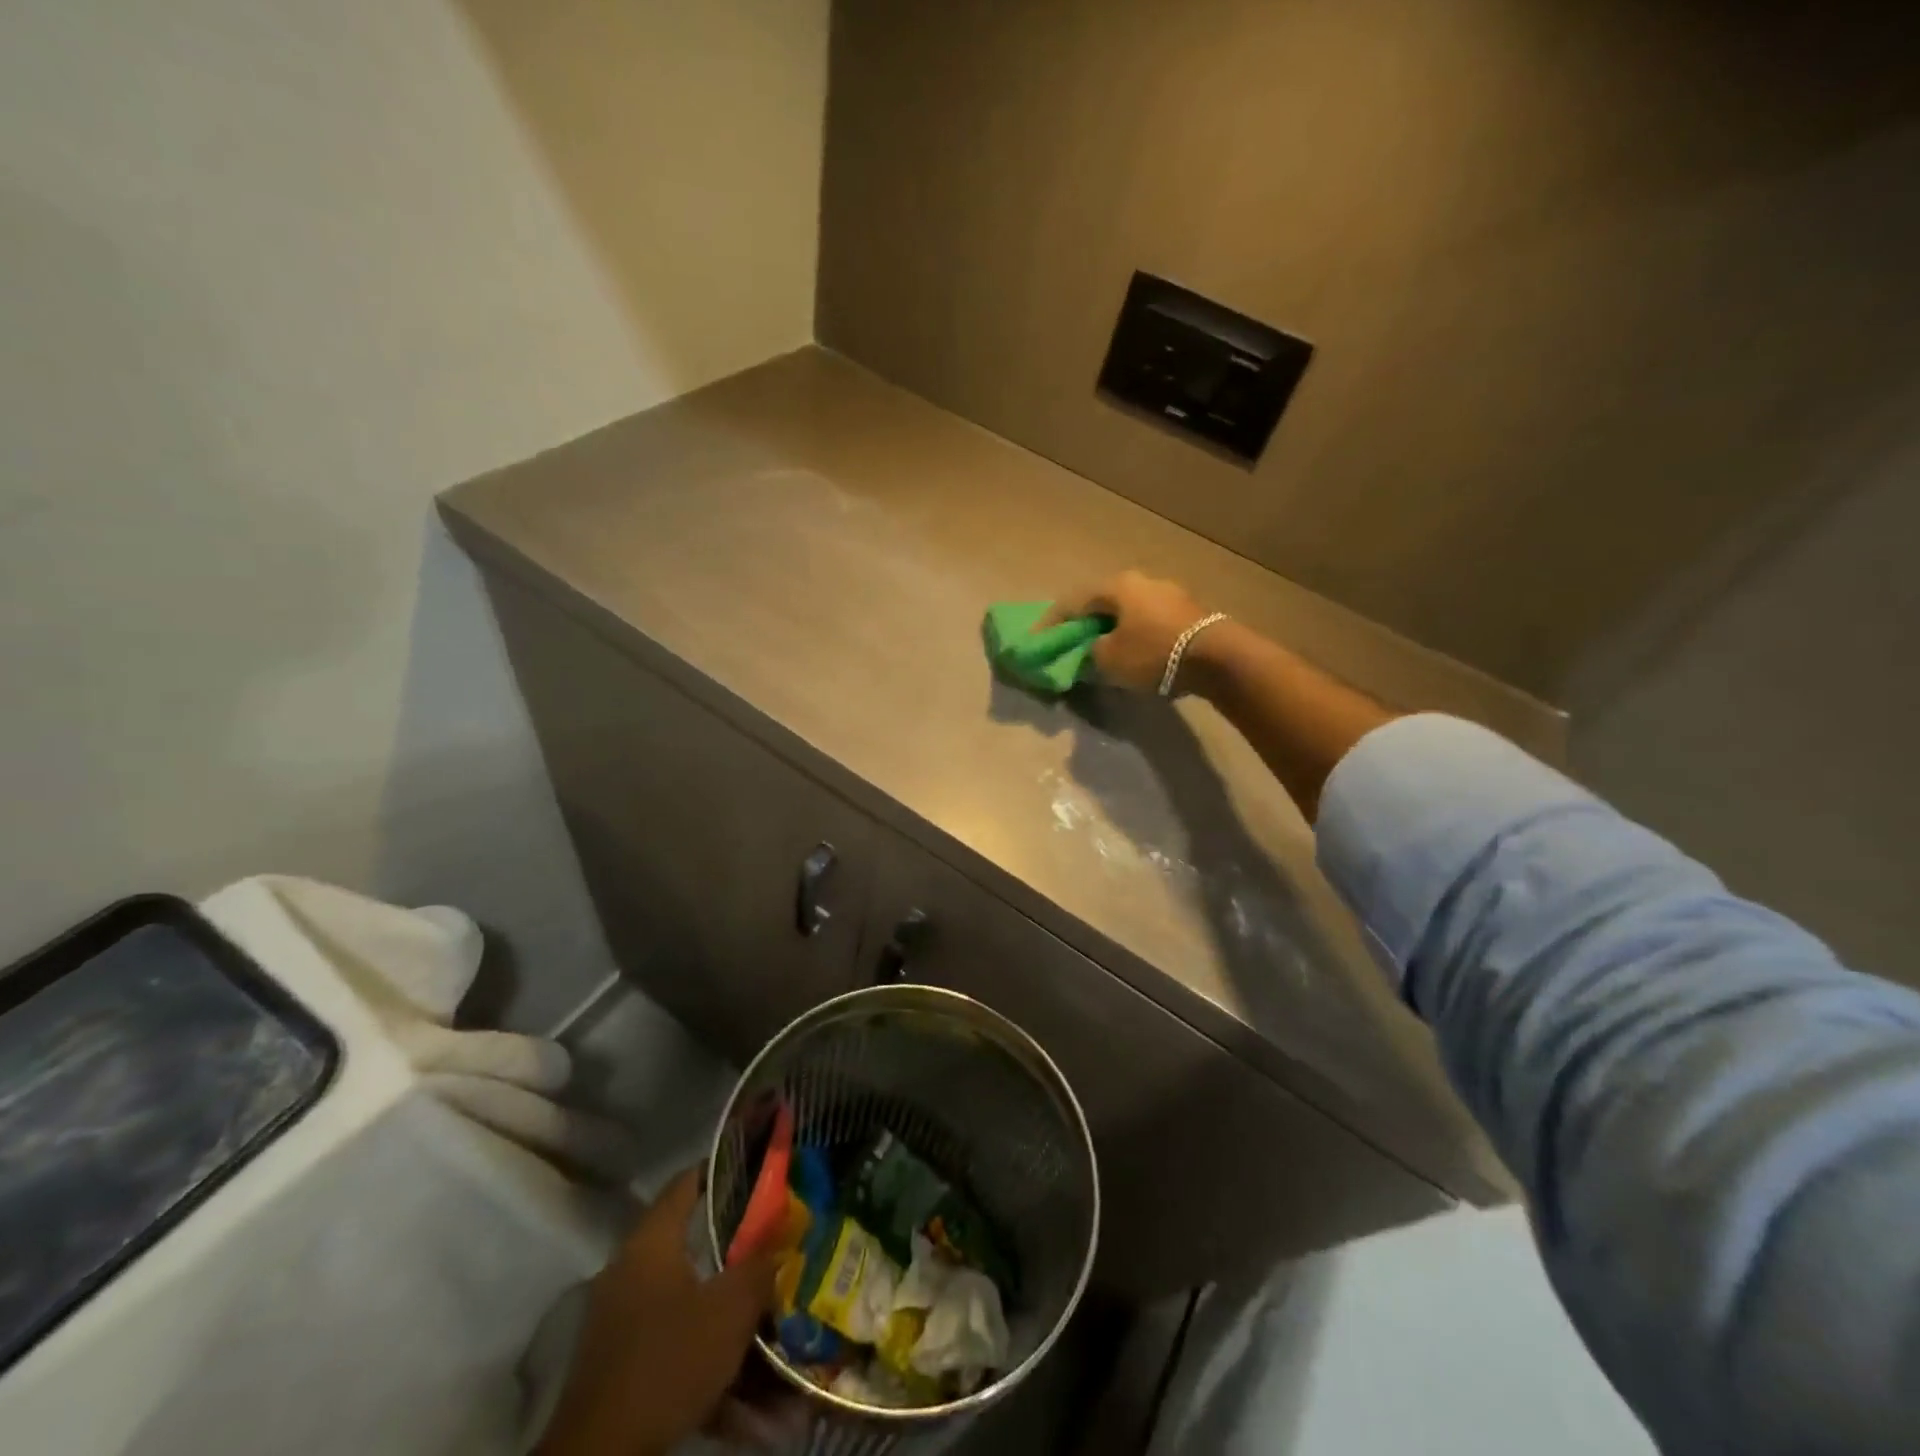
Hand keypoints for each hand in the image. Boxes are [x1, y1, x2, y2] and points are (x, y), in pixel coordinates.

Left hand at [539, 1168, 781, 1455]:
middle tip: (769, 1243)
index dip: (719, 1170)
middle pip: (688, 1241)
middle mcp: (629, 1268)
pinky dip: (702, 1347)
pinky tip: (736, 1381)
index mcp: (651, 1241)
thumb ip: (760, 1268)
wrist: (602, 1453)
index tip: (753, 1169)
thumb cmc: (668, 1358)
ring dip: (721, 1306)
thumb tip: (781, 1243)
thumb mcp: (730, 1309)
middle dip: (731, 1246)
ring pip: (684, 1295)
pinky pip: (671, 1337)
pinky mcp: (617, 1360)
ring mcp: (618, 1315)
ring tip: (761, 1318)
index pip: (685, 1183)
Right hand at [1041, 570, 1214, 692]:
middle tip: (1072, 644)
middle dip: (1085, 625)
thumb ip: (1088, 654)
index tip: (1037, 641)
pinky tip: (1133, 651)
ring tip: (1103, 651)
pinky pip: (1150, 621)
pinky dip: (1135, 634)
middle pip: (1103, 604)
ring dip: (1112, 630)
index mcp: (1116, 586)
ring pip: (1128, 612)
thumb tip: (1089, 651)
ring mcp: (1169, 593)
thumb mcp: (1107, 660)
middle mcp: (1142, 580)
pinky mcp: (1189, 611)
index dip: (1051, 624)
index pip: (1072, 603)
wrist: (1216, 657)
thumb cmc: (1153, 653)